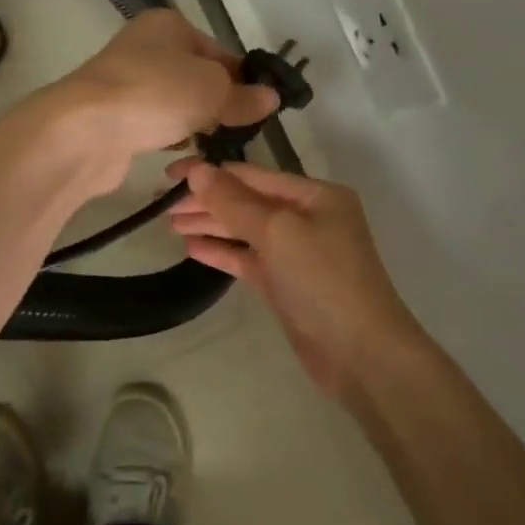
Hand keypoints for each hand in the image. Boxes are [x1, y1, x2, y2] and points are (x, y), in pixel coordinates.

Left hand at [48, 10, 277, 186]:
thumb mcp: (212, 90)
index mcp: (168, 25)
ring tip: (215, 145)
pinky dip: (169, 137)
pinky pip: (154, 124)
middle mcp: (144, 47)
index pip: (219, 51)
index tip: (260, 108)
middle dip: (219, 103)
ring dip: (195, 122)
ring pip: (175, 103)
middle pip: (196, 77)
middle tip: (240, 130)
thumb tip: (271, 98)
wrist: (85, 130)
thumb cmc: (156, 94)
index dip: (243, 79)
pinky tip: (182, 154)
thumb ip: (243, 96)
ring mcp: (125, 83)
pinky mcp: (114, 116)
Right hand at [164, 158, 427, 400]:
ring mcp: (297, 253)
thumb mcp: (278, 232)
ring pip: (245, 231)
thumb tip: (197, 170)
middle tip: (162, 205)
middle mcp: (308, 217)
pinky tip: (192, 249)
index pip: (252, 174)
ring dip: (210, 225)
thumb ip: (234, 201)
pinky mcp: (286, 284)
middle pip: (247, 201)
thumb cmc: (323, 280)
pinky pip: (248, 259)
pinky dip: (222, 252)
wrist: (361, 354)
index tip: (169, 175)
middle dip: (207, 201)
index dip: (210, 172)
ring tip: (169, 225)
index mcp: (314, 195)